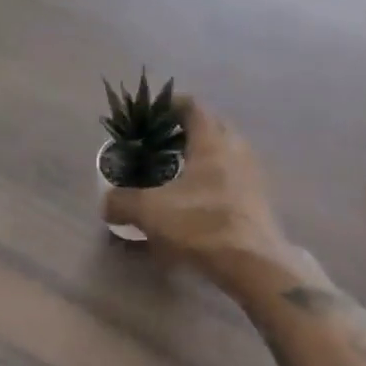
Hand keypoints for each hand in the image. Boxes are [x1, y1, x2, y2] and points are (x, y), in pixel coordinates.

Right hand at [101, 97, 298, 287]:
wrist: (254, 262)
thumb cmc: (202, 224)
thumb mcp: (151, 212)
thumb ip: (123, 202)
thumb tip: (106, 203)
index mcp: (212, 140)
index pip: (193, 106)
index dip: (172, 103)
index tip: (154, 111)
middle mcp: (236, 147)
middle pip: (212, 124)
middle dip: (189, 128)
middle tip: (164, 141)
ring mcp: (252, 171)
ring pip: (226, 150)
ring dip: (204, 153)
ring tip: (180, 169)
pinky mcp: (259, 196)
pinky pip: (234, 173)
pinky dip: (216, 176)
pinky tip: (199, 197)